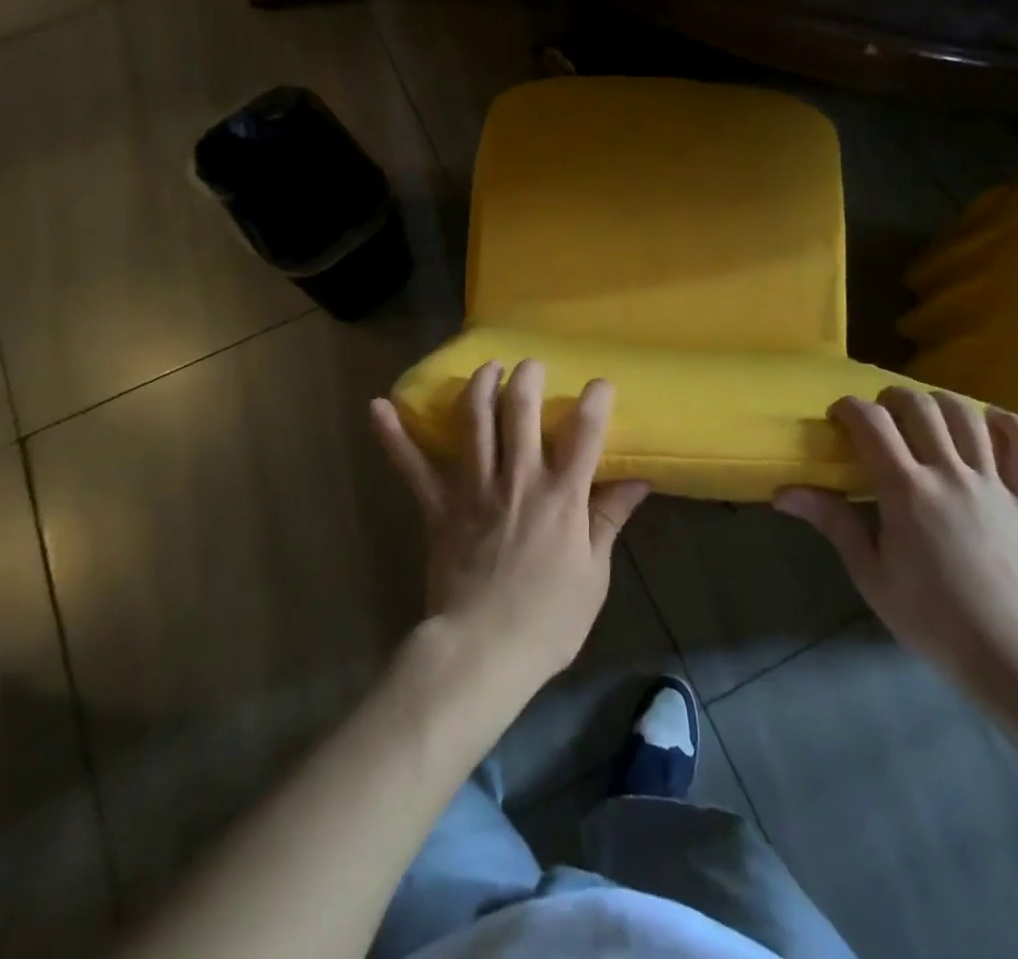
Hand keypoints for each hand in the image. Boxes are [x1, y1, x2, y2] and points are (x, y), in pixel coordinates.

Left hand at [371, 360, 649, 695]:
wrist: (482, 651)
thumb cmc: (548, 620)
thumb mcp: (594, 574)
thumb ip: (609, 520)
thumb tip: (639, 481)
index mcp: (561, 496)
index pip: (584, 433)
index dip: (594, 400)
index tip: (599, 383)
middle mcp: (517, 479)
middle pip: (521, 410)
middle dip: (527, 378)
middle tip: (531, 365)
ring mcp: (473, 488)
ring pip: (474, 421)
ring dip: (479, 386)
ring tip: (487, 367)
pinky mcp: (438, 505)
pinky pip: (411, 465)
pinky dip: (393, 436)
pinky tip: (378, 407)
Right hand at [775, 387, 1017, 692]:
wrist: (1010, 655)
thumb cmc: (930, 618)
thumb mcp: (870, 574)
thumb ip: (832, 522)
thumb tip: (783, 493)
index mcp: (906, 491)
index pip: (871, 423)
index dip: (849, 408)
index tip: (837, 418)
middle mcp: (949, 475)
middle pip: (920, 407)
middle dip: (891, 398)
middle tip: (879, 418)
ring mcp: (992, 484)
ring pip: (968, 415)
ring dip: (940, 403)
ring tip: (925, 417)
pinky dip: (1009, 425)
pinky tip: (988, 425)